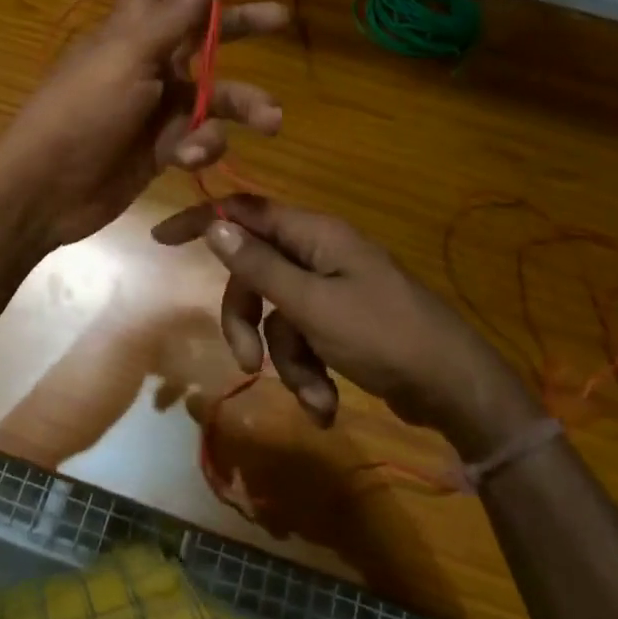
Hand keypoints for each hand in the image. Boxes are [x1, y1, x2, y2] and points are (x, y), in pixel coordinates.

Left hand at [0, 0, 287, 249]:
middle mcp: (149, 58)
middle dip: (242, 23)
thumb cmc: (79, 114)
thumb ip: (172, 17)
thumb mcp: (127, 59)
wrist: (45, 190)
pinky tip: (191, 155)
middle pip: (204, 28)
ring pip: (215, 92)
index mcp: (132, 26)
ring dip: (244, 102)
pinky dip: (203, 144)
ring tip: (271, 119)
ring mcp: (157, 103)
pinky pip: (200, 136)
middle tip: (282, 20)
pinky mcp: (163, 145)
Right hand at [153, 195, 542, 458]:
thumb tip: (216, 227)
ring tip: (314, 398)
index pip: (246, 212)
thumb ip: (261, 267)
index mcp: (315, 236)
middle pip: (256, 275)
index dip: (203, 220)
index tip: (162, 239)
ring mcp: (333, 290)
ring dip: (287, 362)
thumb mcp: (313, 305)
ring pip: (279, 317)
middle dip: (249, 323)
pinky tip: (325, 406)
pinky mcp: (342, 324)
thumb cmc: (384, 336)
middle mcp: (320, 255)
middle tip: (246, 364)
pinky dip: (309, 373)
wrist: (455, 389)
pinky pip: (304, 340)